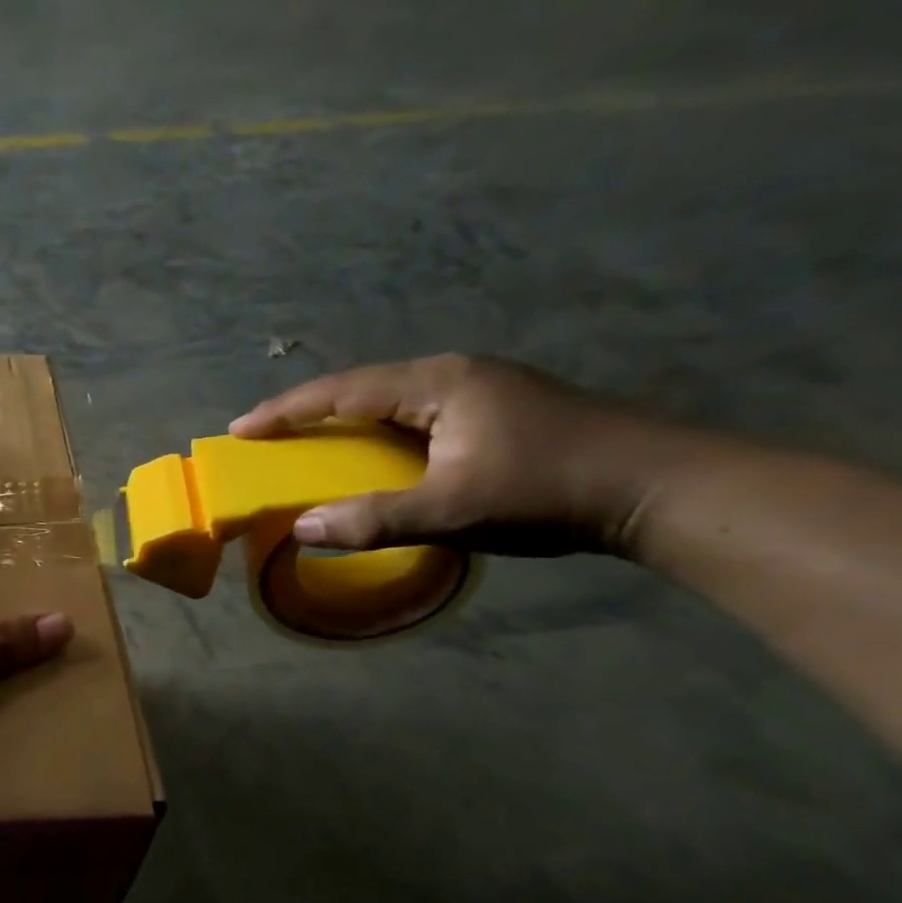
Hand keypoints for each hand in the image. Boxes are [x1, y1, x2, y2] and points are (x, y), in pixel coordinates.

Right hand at [230, 354, 692, 556]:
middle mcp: (454, 374)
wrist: (660, 488)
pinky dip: (378, 433)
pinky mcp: (498, 411)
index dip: (286, 410)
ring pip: (391, 400)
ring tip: (309, 444)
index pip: (342, 390)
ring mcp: (481, 390)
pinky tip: (373, 453)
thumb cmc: (548, 491)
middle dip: (310, 411)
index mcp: (437, 383)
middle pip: (362, 387)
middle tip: (268, 436)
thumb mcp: (452, 510)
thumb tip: (301, 528)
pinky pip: (416, 415)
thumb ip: (373, 519)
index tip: (241, 429)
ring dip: (345, 421)